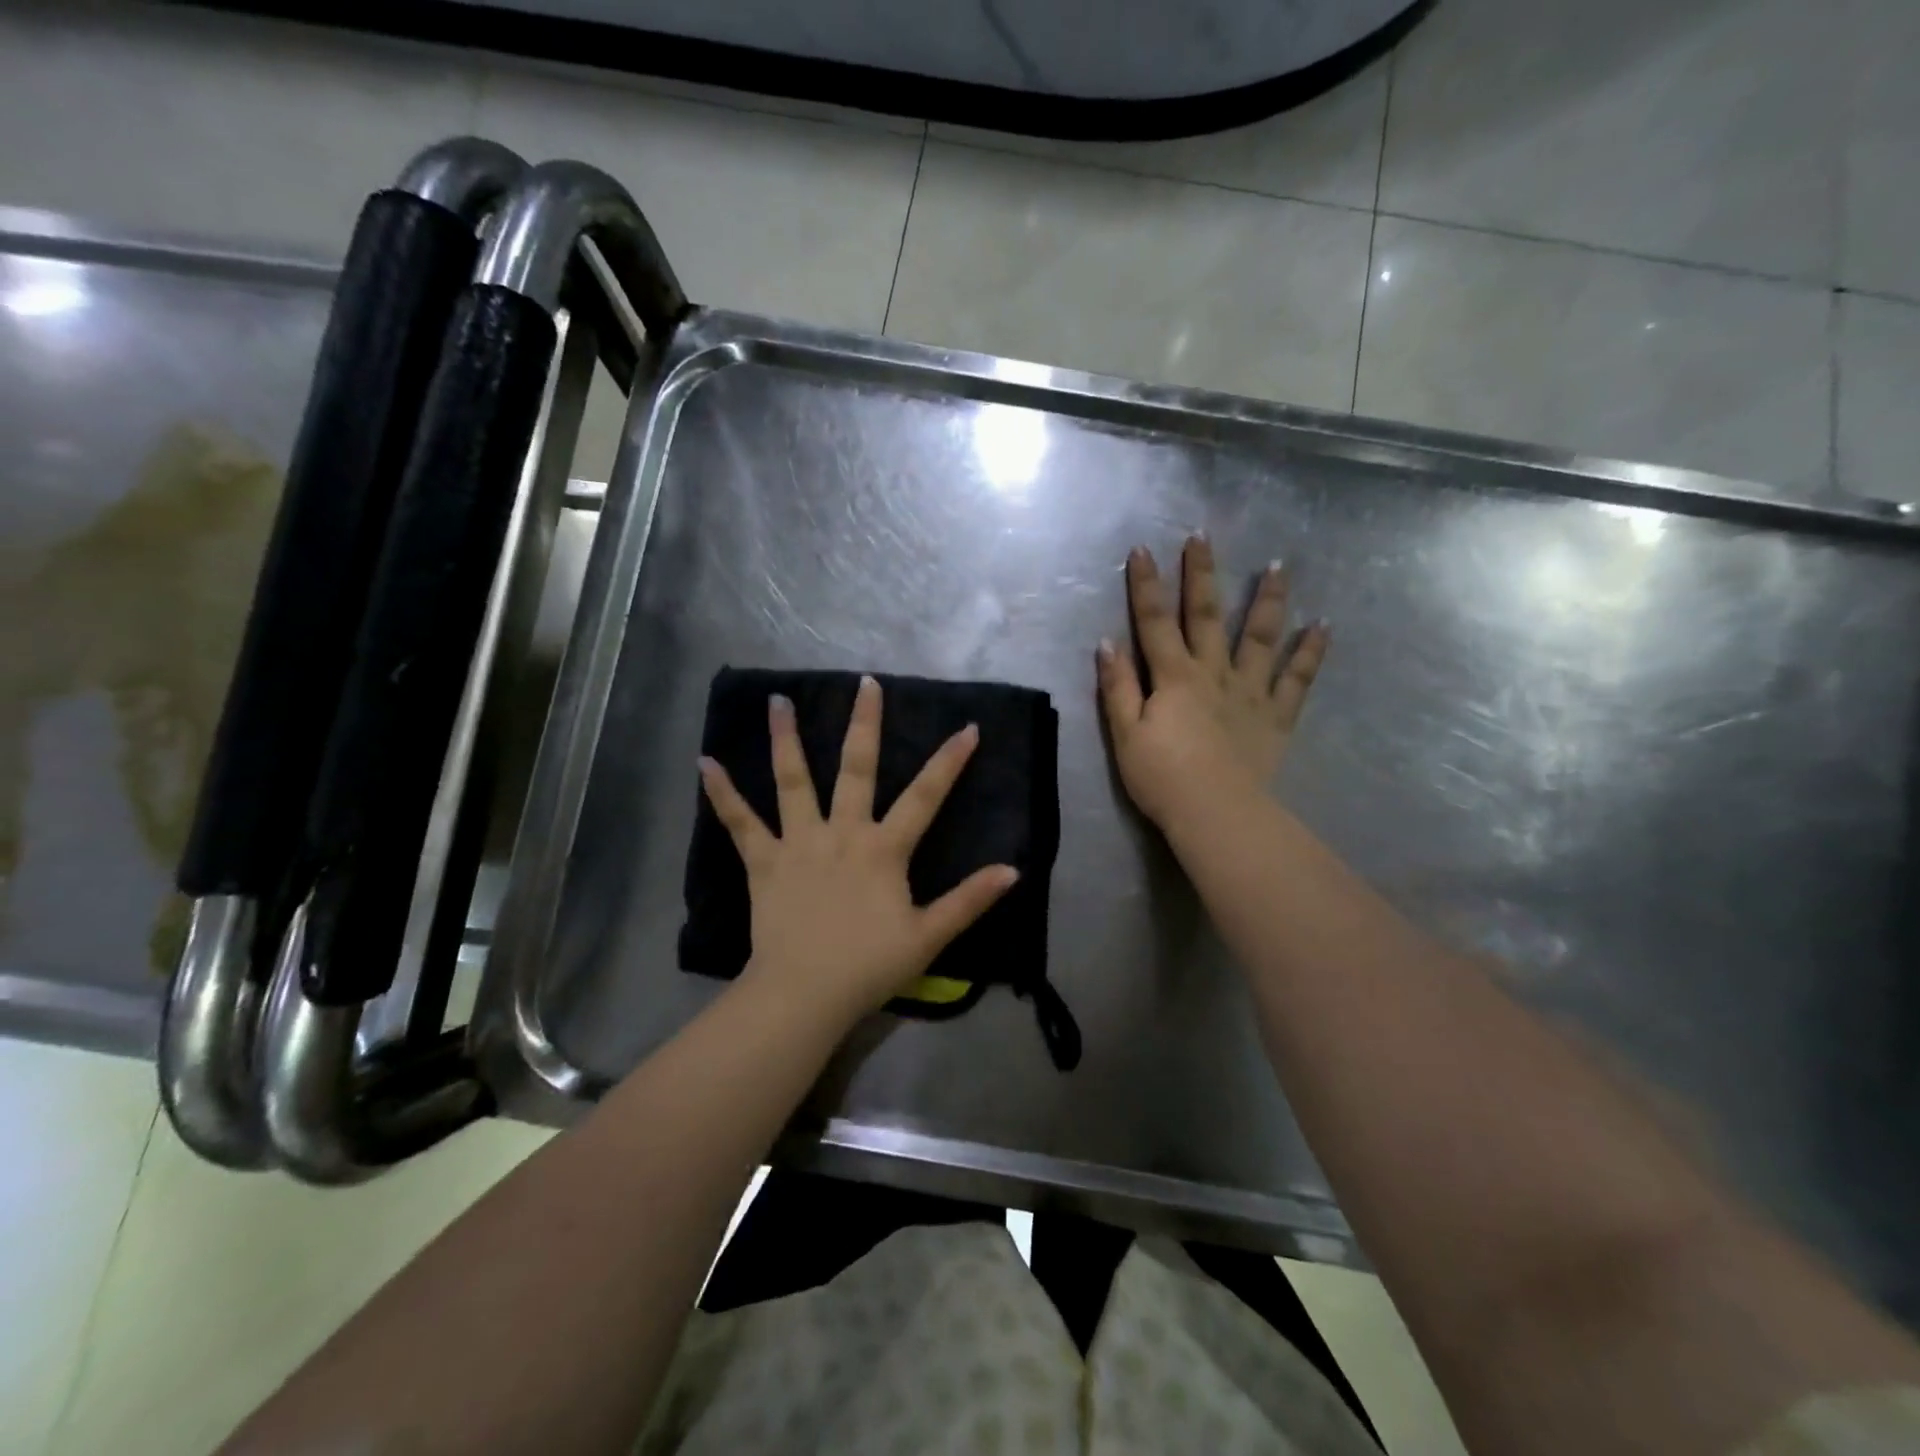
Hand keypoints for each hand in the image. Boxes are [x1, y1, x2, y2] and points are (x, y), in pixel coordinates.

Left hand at [697, 676, 1019, 1029]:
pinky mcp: (763, 861)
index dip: (949, 761)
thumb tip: (1012, 870)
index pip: (925, 796)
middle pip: (856, 768)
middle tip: (865, 683)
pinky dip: (723, 793)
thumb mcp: (929, 936)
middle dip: (864, 723)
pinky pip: (740, 823)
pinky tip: (704, 764)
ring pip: (793, 781)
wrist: (804, 994)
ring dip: (786, 739)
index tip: (968, 728)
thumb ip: (969, 900)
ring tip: (778, 700)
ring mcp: (799, 843)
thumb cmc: (869, 966)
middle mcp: (841, 832)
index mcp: (883, 849)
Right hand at [1097, 535, 1328, 829]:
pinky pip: (1297, 680)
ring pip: (1260, 637)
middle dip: (1201, 575)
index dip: (1145, 586)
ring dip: (1267, 600)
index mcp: (1173, 678)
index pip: (1154, 622)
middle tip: (1203, 537)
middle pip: (1205, 616)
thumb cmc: (1163, 778)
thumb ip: (1117, 688)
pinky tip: (1322, 626)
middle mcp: (1213, 674)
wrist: (1217, 814)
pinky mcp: (1276, 716)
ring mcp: (1250, 692)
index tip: (1142, 550)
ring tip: (1277, 567)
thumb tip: (1107, 643)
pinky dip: (1310, 652)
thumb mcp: (1125, 735)